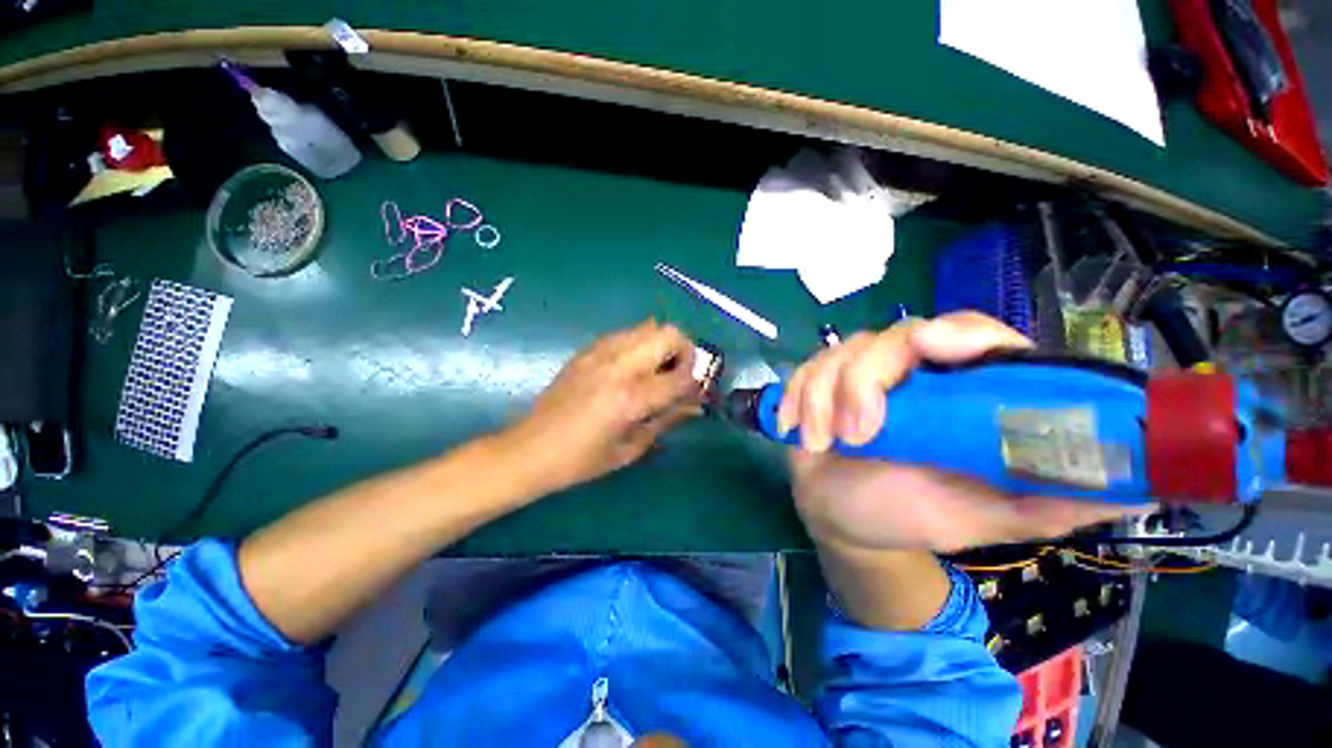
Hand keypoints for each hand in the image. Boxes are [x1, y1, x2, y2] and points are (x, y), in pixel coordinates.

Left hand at [505, 320, 702, 492]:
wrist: (530, 450)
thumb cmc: (581, 461)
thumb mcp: (629, 449)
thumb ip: (665, 422)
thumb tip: (693, 407)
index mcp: (631, 398)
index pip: (681, 376)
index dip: (696, 383)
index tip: (695, 392)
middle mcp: (619, 366)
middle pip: (669, 334)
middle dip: (685, 351)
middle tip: (680, 373)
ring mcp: (600, 354)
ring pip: (647, 327)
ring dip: (662, 344)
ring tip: (657, 369)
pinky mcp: (586, 351)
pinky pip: (624, 333)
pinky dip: (638, 343)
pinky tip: (631, 367)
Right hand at [781, 312, 1141, 553]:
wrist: (844, 518)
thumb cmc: (911, 514)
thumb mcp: (983, 517)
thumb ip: (1049, 501)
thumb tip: (1138, 488)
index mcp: (960, 396)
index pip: (973, 335)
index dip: (958, 332)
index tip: (933, 346)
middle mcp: (912, 374)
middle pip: (894, 337)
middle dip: (866, 379)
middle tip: (860, 430)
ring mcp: (858, 376)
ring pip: (840, 353)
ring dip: (823, 397)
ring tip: (822, 442)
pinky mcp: (818, 383)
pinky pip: (804, 371)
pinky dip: (795, 398)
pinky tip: (795, 428)